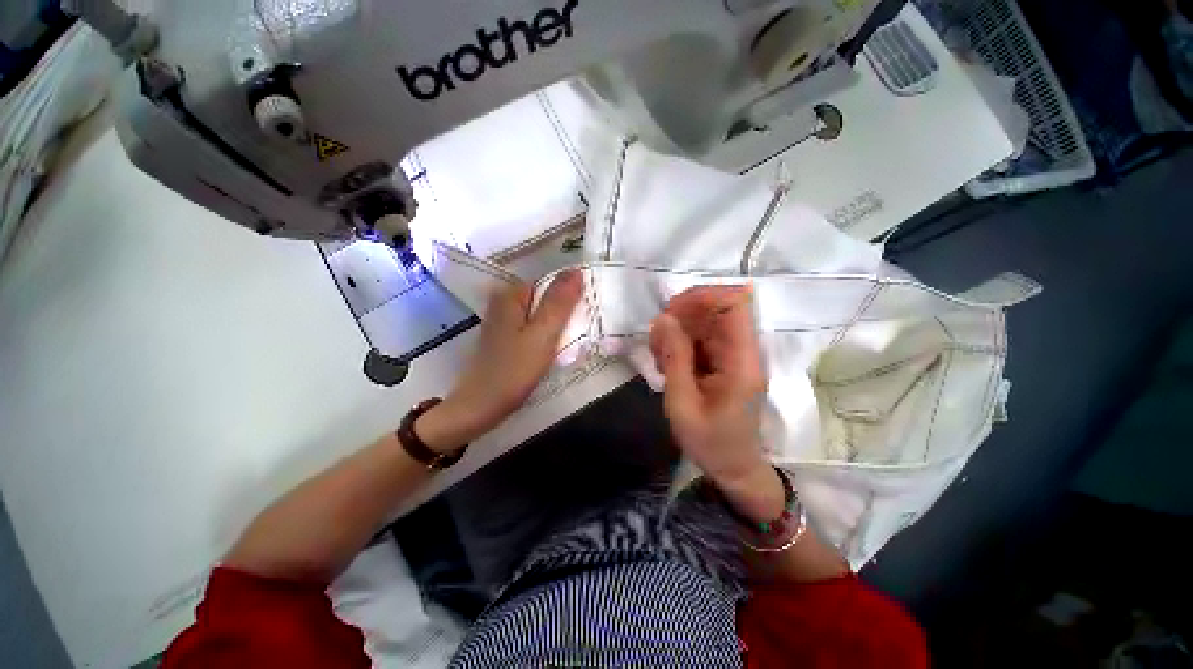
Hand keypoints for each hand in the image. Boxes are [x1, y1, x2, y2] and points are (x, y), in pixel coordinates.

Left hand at [416, 270, 582, 451]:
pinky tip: (555, 347)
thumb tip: (576, 270)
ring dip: (558, 322)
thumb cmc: (513, 371)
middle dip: (565, 309)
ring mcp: (503, 321)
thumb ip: (559, 303)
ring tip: (573, 338)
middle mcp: (504, 302)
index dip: (571, 294)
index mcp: (512, 295)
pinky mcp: (505, 337)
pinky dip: (546, 333)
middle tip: (581, 328)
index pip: (550, 281)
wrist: (480, 407)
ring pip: (540, 313)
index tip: (586, 312)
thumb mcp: (542, 335)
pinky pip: (533, 326)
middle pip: (545, 297)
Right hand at [650, 286, 784, 521]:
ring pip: (705, 322)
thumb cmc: (711, 443)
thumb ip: (674, 358)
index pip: (734, 305)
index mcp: (742, 362)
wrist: (734, 468)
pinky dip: (680, 344)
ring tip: (659, 358)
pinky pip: (701, 338)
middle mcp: (743, 351)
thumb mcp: (682, 404)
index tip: (670, 312)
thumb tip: (663, 318)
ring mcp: (735, 355)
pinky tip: (668, 365)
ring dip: (677, 331)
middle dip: (681, 316)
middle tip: (657, 342)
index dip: (702, 297)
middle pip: (715, 309)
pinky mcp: (726, 361)